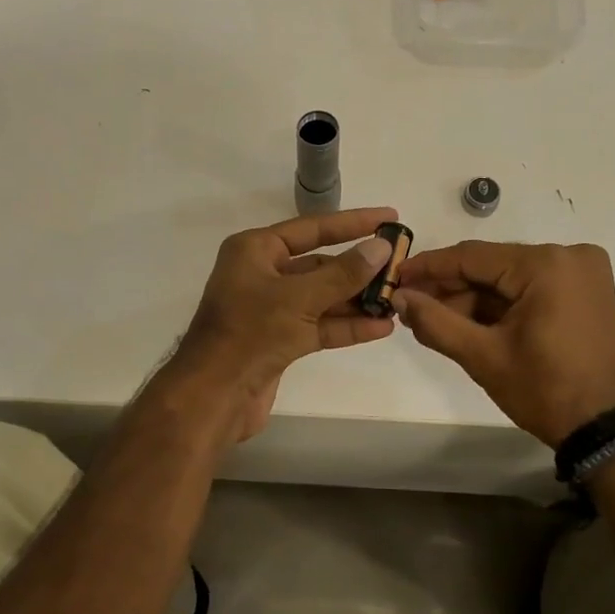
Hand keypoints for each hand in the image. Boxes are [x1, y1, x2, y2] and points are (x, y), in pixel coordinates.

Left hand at [163, 207, 399, 442]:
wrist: (214, 396)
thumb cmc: (249, 334)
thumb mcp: (299, 298)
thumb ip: (343, 273)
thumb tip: (381, 246)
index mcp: (255, 250)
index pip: (312, 228)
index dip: (353, 222)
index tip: (389, 217)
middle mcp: (262, 274)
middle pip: (320, 264)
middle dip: (359, 268)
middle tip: (400, 267)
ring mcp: (271, 310)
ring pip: (322, 297)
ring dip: (357, 300)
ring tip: (397, 299)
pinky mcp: (280, 341)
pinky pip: (319, 325)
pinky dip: (346, 326)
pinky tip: (381, 327)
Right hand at [393, 241, 614, 446]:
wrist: (609, 428)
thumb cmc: (546, 390)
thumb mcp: (483, 356)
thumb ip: (435, 322)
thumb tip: (399, 298)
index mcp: (546, 264)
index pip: (472, 256)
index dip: (429, 267)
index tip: (395, 277)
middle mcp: (569, 256)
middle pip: (492, 266)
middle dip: (451, 288)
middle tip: (411, 306)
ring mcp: (583, 273)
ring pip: (510, 278)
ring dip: (474, 298)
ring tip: (434, 320)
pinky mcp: (588, 292)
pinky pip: (532, 288)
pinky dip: (502, 305)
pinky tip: (470, 323)